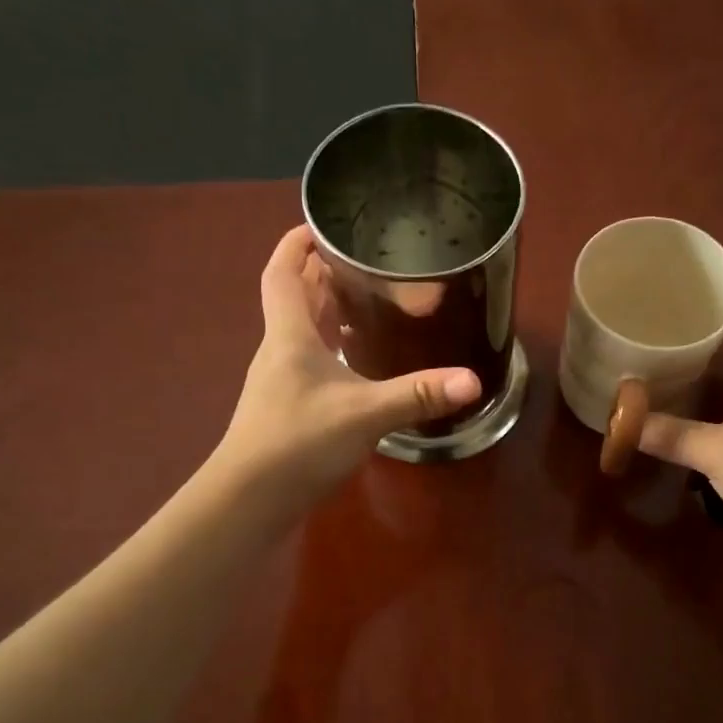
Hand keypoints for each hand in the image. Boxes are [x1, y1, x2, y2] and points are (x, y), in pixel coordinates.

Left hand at [217, 226, 482, 503]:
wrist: (250, 499)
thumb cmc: (298, 441)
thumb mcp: (365, 413)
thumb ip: (417, 394)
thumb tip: (472, 380)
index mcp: (289, 334)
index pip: (283, 272)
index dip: (296, 243)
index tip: (322, 224)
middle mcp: (280, 349)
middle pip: (296, 296)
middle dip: (323, 272)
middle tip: (363, 258)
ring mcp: (281, 380)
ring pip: (302, 329)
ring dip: (327, 309)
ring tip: (367, 298)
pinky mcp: (288, 406)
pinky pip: (310, 359)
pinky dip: (331, 346)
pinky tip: (358, 358)